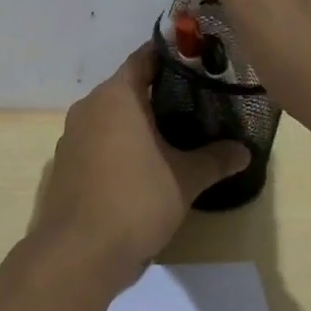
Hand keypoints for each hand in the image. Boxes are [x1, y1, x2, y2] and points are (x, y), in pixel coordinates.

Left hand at [32, 44, 249, 289]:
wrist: (78, 253)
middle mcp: (89, 106)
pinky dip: (119, 143)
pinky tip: (143, 164)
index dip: (172, 57)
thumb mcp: (185, 179)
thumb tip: (245, 151)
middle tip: (197, 100)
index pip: (144, 58)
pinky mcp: (66, 163)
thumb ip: (215, 159)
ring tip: (175, 132)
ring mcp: (72, 135)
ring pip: (111, 115)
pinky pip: (98, 140)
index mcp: (115, 96)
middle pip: (128, 87)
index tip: (198, 61)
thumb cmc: (135, 201)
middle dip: (159, 92)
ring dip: (138, 121)